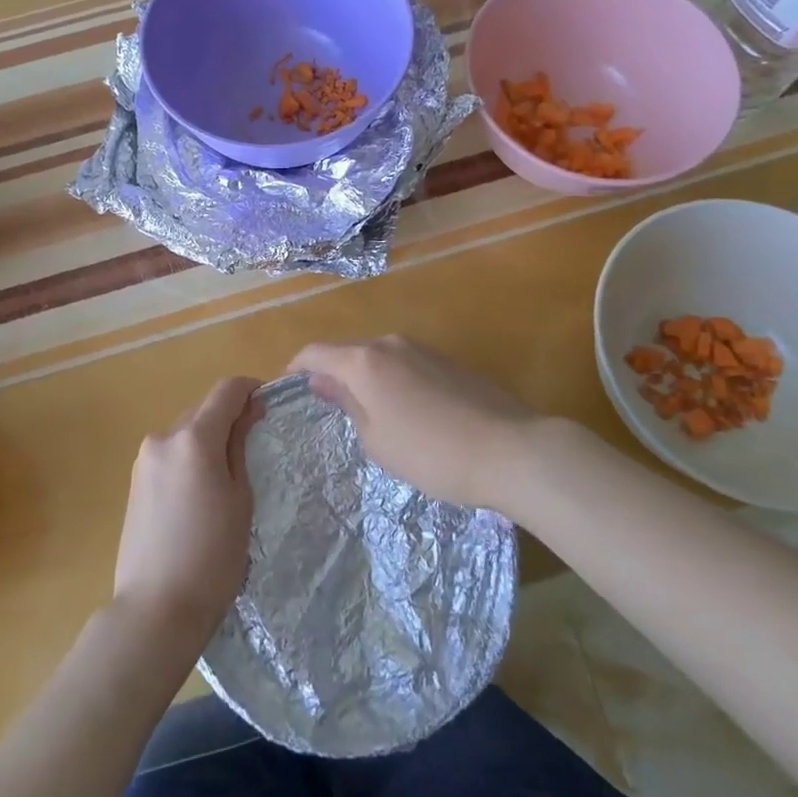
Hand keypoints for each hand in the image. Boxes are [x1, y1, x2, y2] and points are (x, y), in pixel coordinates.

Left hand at [112, 376, 259, 650]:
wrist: (155, 610)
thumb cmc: (212, 558)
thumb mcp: (240, 499)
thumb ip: (240, 447)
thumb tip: (247, 411)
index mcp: (194, 438)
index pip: (226, 391)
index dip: (250, 389)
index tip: (268, 404)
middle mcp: (163, 438)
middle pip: (203, 410)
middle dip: (228, 418)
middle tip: (252, 447)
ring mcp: (144, 460)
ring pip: (185, 433)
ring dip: (207, 440)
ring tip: (225, 478)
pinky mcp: (134, 482)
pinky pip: (169, 454)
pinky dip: (189, 459)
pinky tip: (199, 495)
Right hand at [287, 336, 540, 509]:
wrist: (510, 450)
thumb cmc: (431, 453)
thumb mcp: (377, 439)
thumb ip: (347, 403)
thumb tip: (325, 381)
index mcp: (364, 361)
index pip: (315, 352)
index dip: (296, 367)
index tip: (288, 387)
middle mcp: (389, 343)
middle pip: (347, 352)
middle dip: (332, 374)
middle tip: (327, 408)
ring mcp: (422, 348)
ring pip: (377, 358)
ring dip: (364, 378)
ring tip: (367, 414)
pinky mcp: (447, 360)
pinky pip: (404, 364)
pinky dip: (391, 381)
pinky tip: (404, 412)